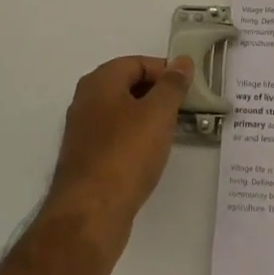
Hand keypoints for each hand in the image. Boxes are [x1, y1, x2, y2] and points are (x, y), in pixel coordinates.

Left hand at [46, 55, 193, 244]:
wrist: (90, 213)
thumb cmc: (126, 154)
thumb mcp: (158, 113)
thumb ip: (172, 85)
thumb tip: (181, 61)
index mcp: (100, 82)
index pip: (137, 63)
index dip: (165, 71)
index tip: (189, 88)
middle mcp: (86, 101)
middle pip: (128, 85)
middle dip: (158, 94)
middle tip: (185, 108)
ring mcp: (83, 131)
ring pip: (123, 113)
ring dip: (148, 117)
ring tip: (174, 131)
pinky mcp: (87, 158)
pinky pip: (117, 136)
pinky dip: (136, 138)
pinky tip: (152, 154)